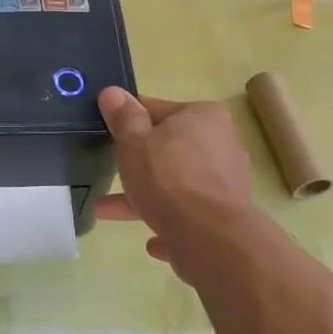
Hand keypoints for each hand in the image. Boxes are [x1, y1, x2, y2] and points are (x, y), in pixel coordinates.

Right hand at [94, 87, 252, 276]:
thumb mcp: (133, 142)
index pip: (156, 109)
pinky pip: (189, 216)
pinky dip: (169, 223)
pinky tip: (151, 241)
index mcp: (202, 117)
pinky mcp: (225, 217)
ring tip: (106, 211)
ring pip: (176, 185)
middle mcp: (221, 144)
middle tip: (109, 172)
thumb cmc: (167, 178)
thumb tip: (112, 92)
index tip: (107, 132)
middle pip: (168, 149)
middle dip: (136, 164)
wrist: (209, 237)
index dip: (128, 120)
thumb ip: (123, 118)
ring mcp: (226, 183)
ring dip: (145, 197)